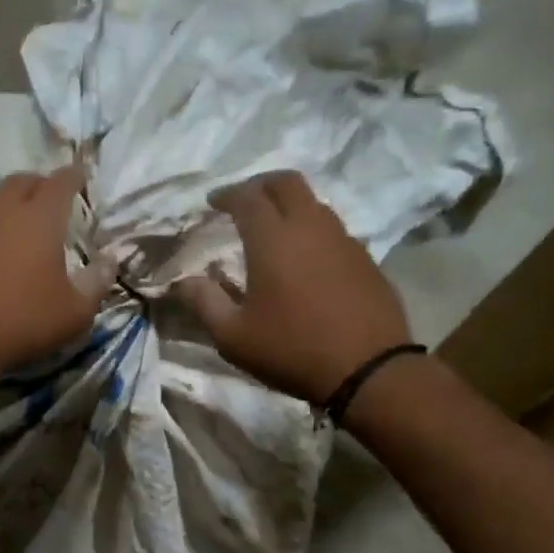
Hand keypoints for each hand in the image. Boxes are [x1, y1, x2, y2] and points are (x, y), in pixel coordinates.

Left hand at [0, 165, 113, 392]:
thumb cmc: (22, 323)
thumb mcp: (75, 313)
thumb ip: (96, 282)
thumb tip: (108, 260)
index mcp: (39, 218)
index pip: (61, 182)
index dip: (73, 177)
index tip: (79, 177)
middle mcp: (0, 210)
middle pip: (20, 181)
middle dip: (37, 185)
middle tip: (46, 199)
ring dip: (0, 207)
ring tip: (7, 224)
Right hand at [175, 171, 410, 404]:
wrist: (369, 370)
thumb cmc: (292, 350)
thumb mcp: (233, 336)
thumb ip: (204, 302)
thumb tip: (184, 281)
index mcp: (273, 239)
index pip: (247, 197)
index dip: (227, 194)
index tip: (213, 201)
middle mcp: (310, 227)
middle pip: (286, 182)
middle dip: (260, 184)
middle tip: (244, 201)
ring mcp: (343, 240)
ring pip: (313, 203)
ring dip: (289, 205)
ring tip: (274, 228)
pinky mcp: (365, 259)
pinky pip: (333, 229)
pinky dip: (312, 230)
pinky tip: (306, 258)